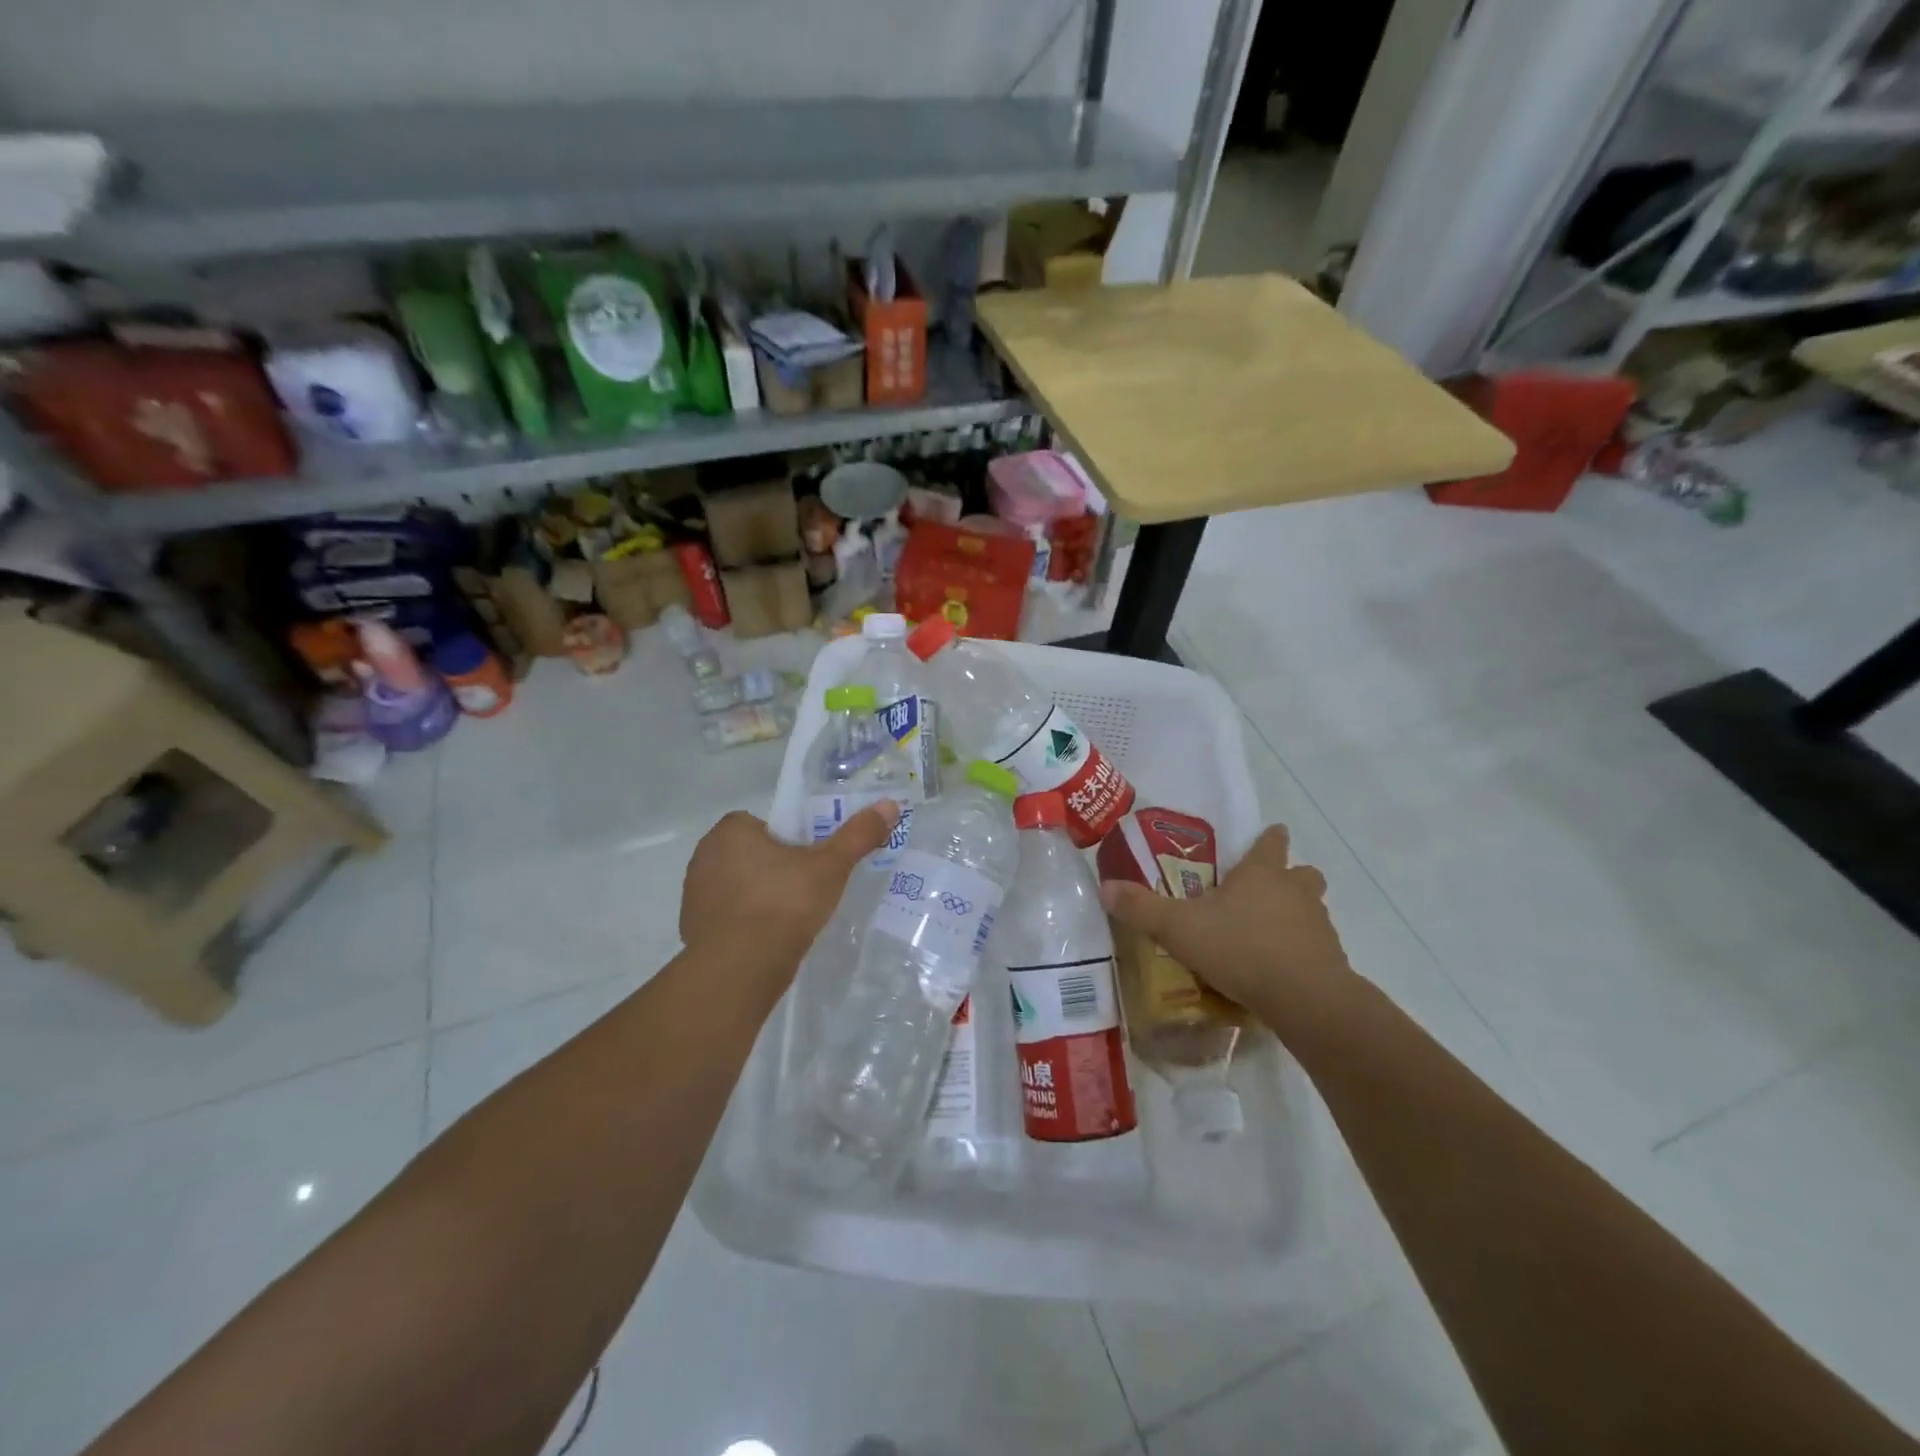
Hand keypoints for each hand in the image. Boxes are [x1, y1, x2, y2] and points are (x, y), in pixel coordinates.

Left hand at [679, 803, 900, 994]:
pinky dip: (747, 924)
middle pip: (751, 853)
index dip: (789, 840)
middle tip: (806, 888)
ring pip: (739, 886)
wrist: (739, 970)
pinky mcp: (694, 929)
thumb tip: (889, 805)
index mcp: (730, 831)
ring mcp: (695, 895)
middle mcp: (705, 856)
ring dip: (760, 896)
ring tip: (792, 917)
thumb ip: (858, 834)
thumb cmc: (783, 903)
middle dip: (775, 868)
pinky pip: (728, 917)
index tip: (810, 860)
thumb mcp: (830, 866)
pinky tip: (770, 941)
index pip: (763, 824)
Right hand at [1100, 824, 1353, 1037]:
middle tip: (1265, 892)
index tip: (1270, 835)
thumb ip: (1142, 908)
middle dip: (1289, 877)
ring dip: (1295, 916)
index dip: (1269, 838)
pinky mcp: (1332, 960)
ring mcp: (1318, 925)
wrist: (1304, 998)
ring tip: (1267, 935)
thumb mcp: (1178, 928)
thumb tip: (1105, 887)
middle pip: (1302, 873)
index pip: (1270, 842)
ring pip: (1312, 909)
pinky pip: (1316, 947)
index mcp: (1261, 873)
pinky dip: (1301, 952)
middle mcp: (1294, 891)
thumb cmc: (1240, 947)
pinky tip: (1278, 971)